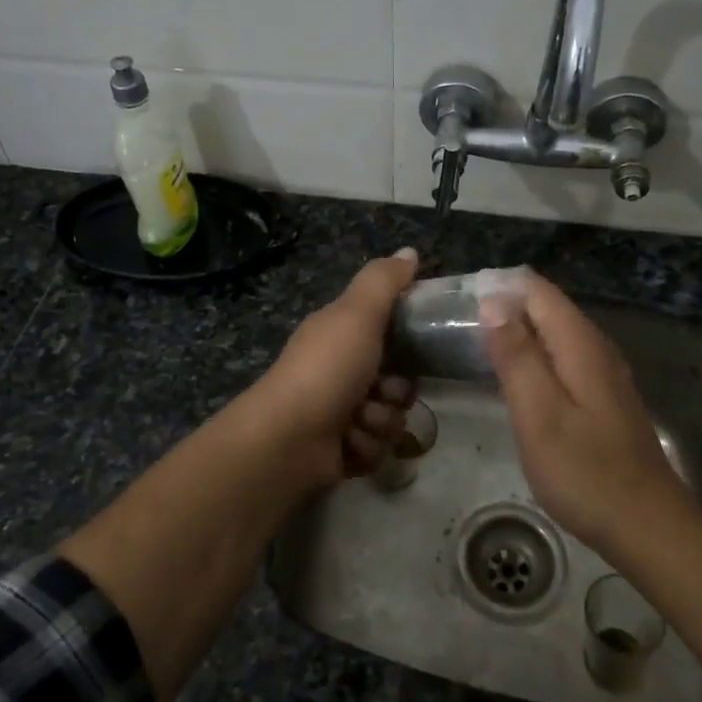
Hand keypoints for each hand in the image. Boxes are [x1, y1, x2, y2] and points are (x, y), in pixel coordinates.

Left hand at [249, 248, 419, 484]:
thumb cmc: (326, 368)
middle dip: (396, 391)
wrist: (288, 439)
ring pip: (390, 418)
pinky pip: (377, 449)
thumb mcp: (357, 314)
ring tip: (358, 422)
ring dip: (380, 421)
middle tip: (382, 391)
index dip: (407, 341)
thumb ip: (384, 281)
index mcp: (340, 336)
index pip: (390, 333)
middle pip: (398, 382)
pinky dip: (366, 447)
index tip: (413, 345)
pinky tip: (347, 443)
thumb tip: (410, 251)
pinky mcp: (342, 450)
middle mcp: (339, 372)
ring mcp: (340, 413)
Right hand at [481, 271, 690, 552]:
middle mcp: (596, 347)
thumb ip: (516, 355)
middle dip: (505, 305)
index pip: (536, 290)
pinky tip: (516, 376)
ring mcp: (604, 373)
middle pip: (547, 307)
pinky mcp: (604, 396)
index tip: (459, 301)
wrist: (647, 527)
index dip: (498, 287)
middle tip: (459, 325)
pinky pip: (563, 356)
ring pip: (555, 332)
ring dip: (519, 330)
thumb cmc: (585, 473)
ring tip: (477, 343)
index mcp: (580, 344)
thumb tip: (493, 300)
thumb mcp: (539, 414)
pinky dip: (535, 354)